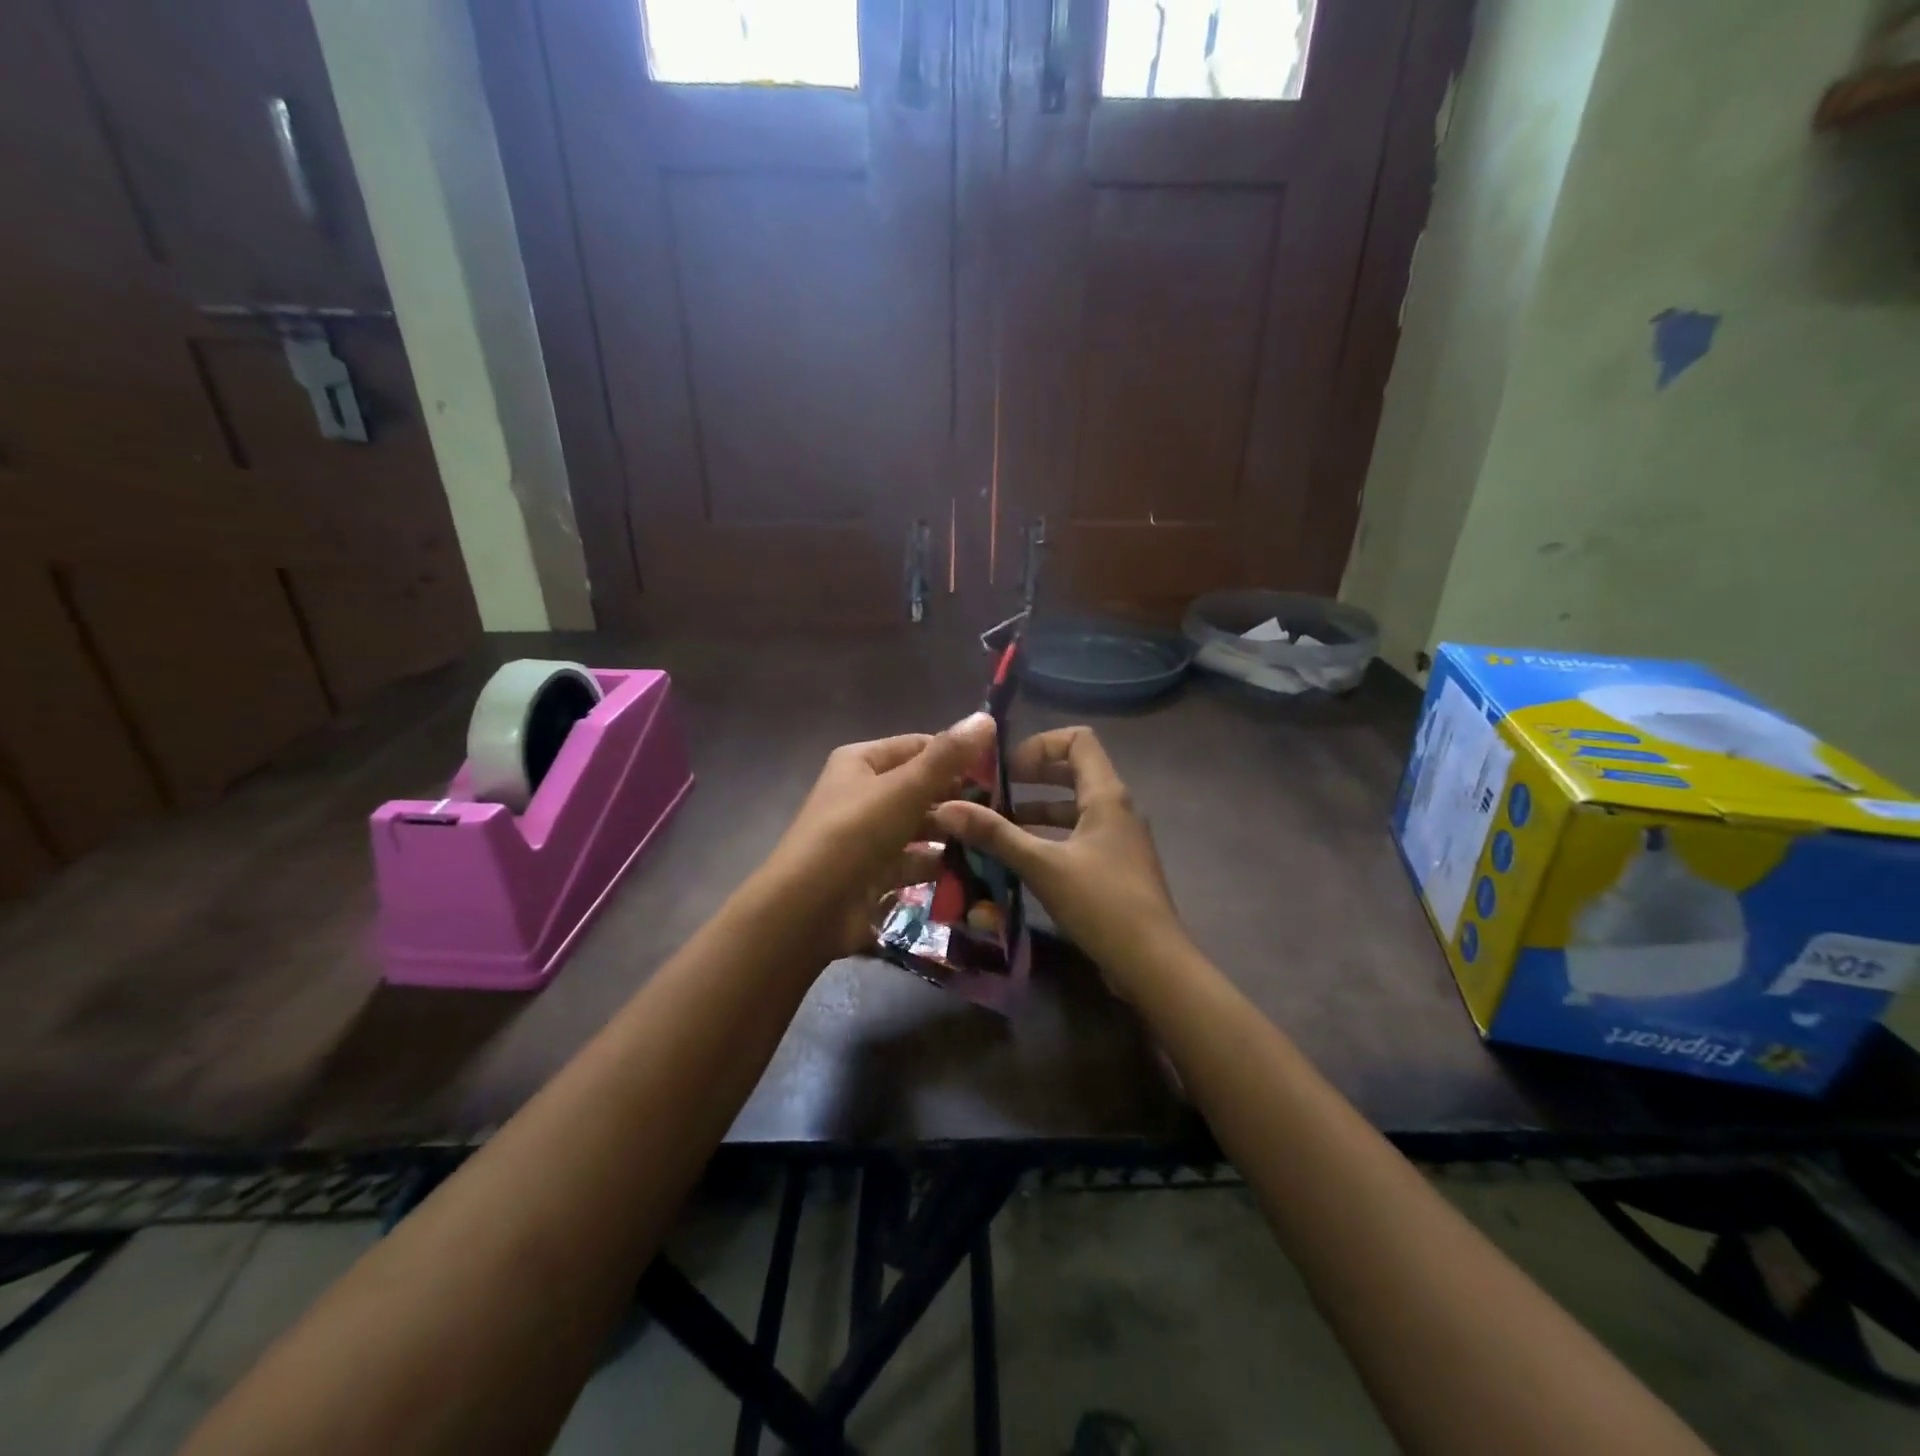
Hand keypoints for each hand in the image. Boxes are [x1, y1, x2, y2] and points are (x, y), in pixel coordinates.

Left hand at [763, 713, 997, 960]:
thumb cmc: (854, 834)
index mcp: (861, 762)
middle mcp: (862, 794)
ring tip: (997, 840)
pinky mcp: (874, 874)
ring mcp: (868, 837)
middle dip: (960, 799)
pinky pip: (914, 862)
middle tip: (1007, 809)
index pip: (919, 747)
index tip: (1001, 770)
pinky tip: (974, 869)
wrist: (807, 910)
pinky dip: (938, 865)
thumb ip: (948, 756)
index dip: (958, 755)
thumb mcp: (904, 789)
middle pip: (921, 788)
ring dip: (953, 834)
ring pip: (920, 828)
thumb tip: (986, 717)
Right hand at [931, 726, 1185, 988]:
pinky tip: (1020, 856)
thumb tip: (945, 807)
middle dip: (1031, 776)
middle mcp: (1116, 807)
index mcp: (1106, 794)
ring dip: (1036, 809)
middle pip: (1073, 771)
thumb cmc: (1101, 903)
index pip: (1077, 740)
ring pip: (1073, 807)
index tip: (1006, 768)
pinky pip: (1077, 834)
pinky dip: (1048, 835)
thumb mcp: (1042, 865)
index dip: (1040, 744)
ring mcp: (1118, 837)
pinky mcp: (1114, 864)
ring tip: (996, 825)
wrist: (1152, 963)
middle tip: (993, 792)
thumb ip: (995, 834)